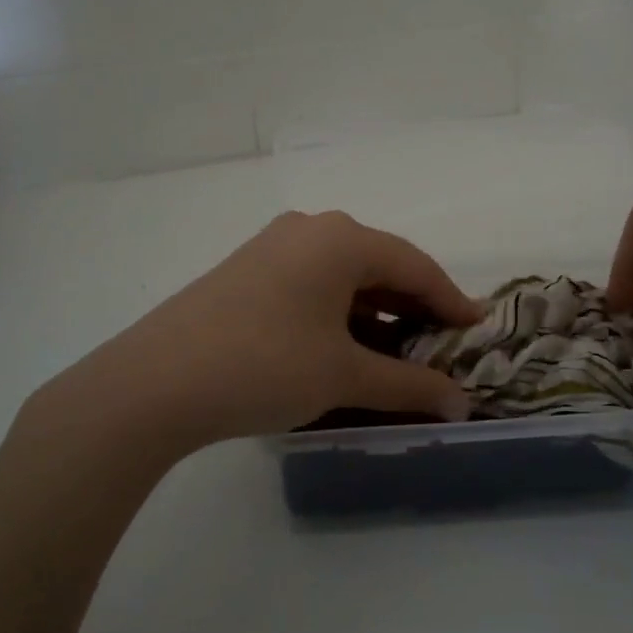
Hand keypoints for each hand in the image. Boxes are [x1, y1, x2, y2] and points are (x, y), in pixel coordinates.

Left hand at [34, 211, 482, 453]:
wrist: (155, 382)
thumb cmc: (265, 365)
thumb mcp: (344, 375)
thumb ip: (409, 385)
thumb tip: (461, 404)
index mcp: (341, 238)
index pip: (416, 265)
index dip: (452, 299)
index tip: (477, 329)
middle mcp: (310, 229)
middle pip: (380, 264)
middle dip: (414, 306)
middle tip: (441, 343)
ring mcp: (273, 246)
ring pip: (344, 274)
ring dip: (376, 310)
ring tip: (398, 350)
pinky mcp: (247, 270)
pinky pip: (312, 282)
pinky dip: (340, 310)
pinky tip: (345, 344)